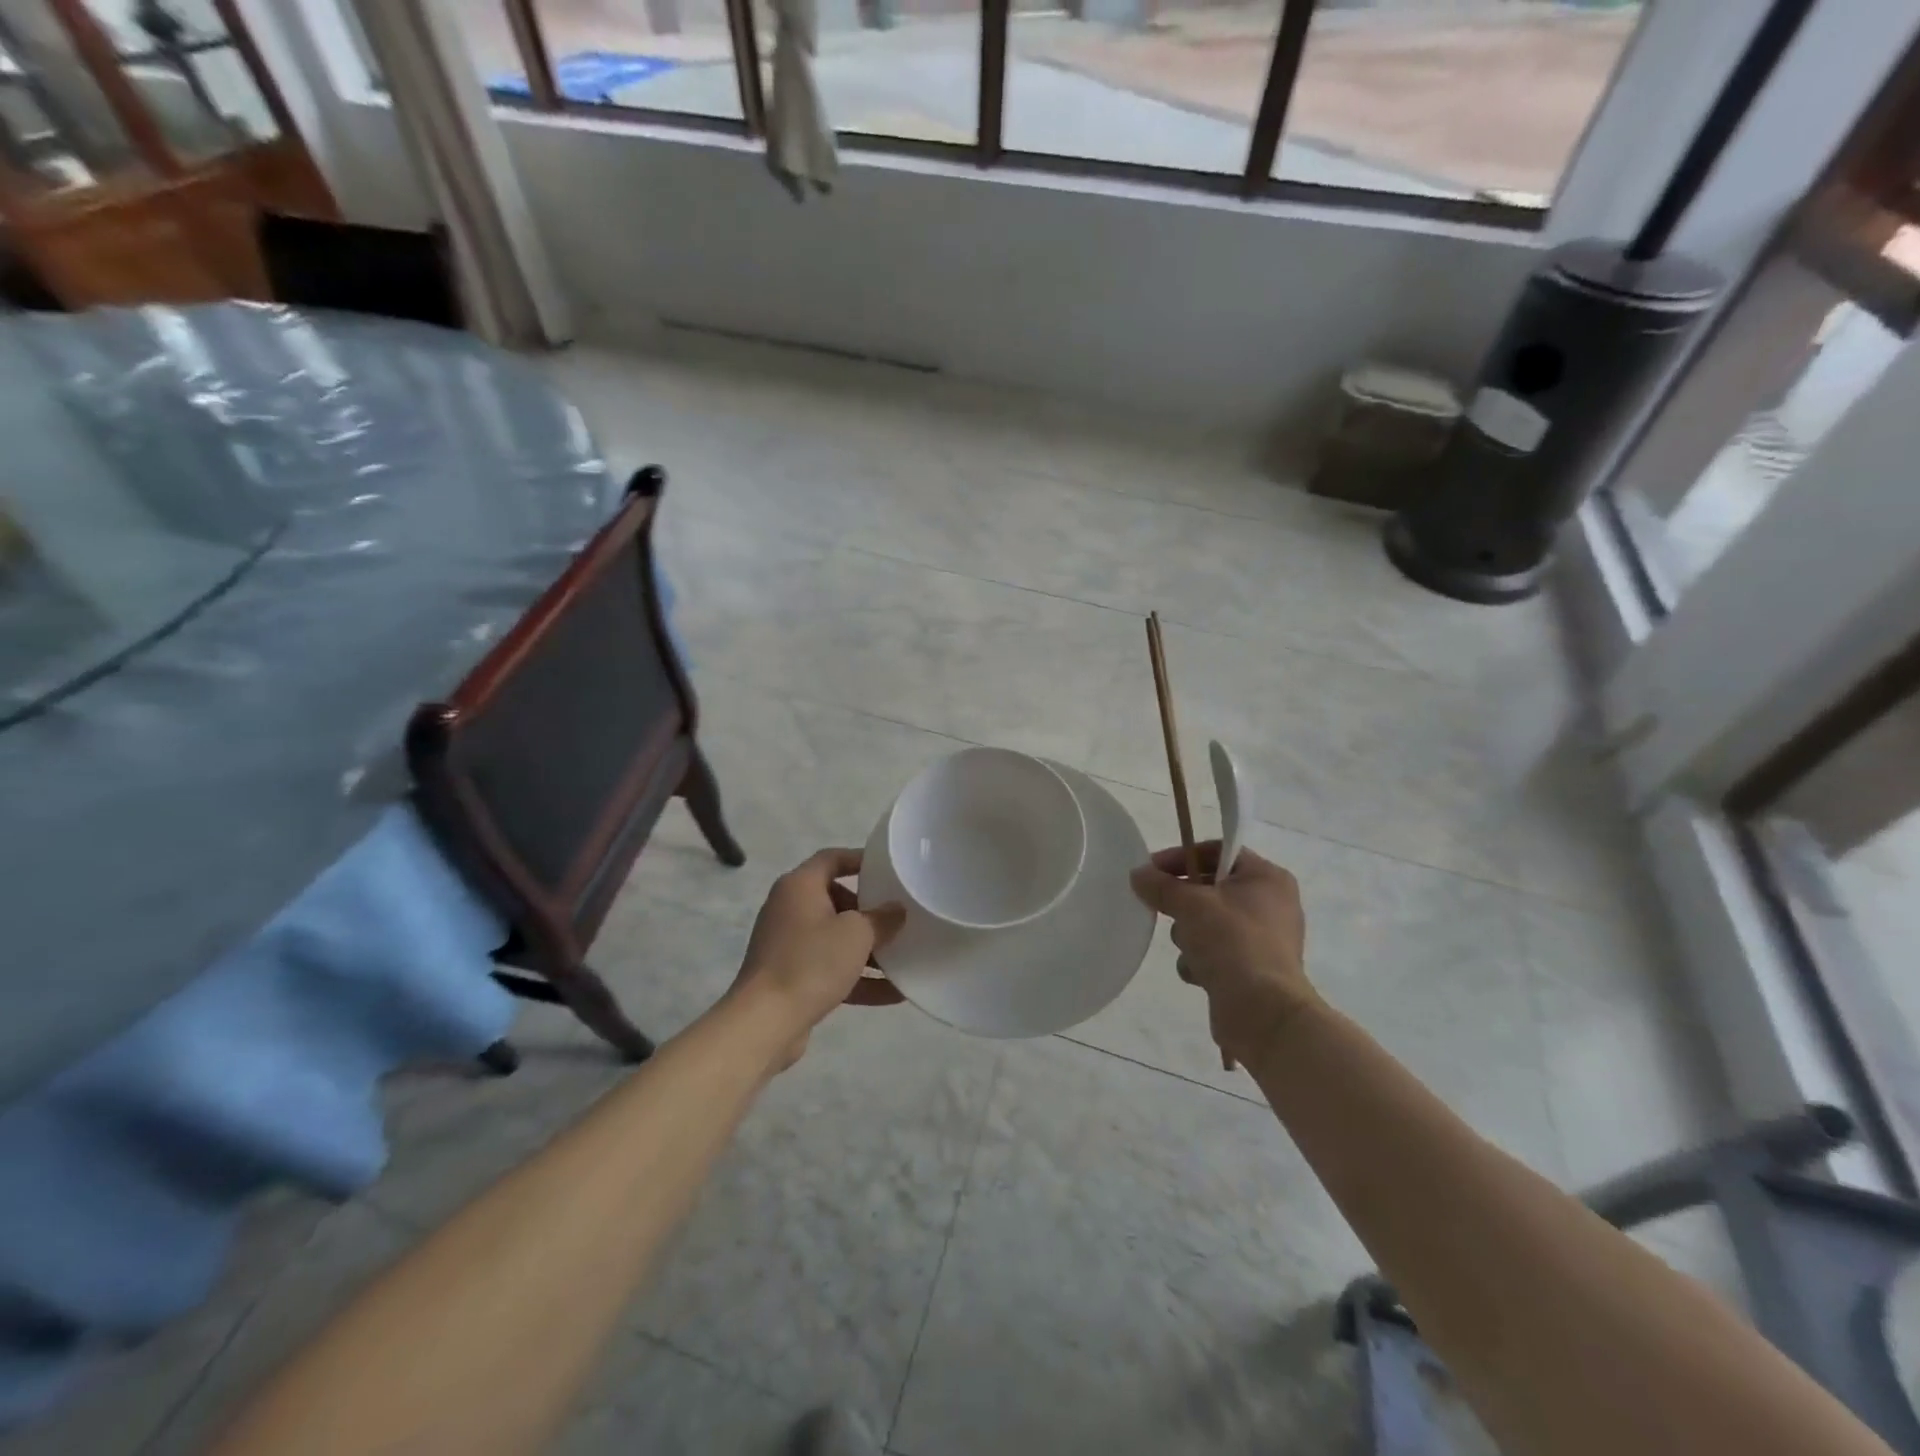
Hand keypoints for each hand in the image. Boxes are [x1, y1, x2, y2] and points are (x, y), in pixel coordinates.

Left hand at [734, 848, 905, 1068]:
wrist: (764, 1022)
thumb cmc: (811, 962)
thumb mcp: (856, 933)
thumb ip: (881, 918)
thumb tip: (896, 910)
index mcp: (800, 886)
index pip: (832, 858)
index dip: (861, 859)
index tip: (891, 869)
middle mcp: (790, 908)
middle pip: (836, 898)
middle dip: (869, 910)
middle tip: (899, 917)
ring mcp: (788, 945)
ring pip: (835, 937)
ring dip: (868, 948)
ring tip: (904, 956)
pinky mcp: (791, 977)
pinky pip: (830, 968)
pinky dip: (857, 977)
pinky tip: (894, 993)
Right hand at [1129, 841, 1315, 1068]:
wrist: (1263, 1012)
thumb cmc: (1233, 943)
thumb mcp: (1190, 905)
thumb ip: (1160, 885)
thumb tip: (1138, 874)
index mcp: (1266, 878)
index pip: (1217, 851)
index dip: (1181, 857)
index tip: (1151, 870)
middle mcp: (1270, 904)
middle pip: (1210, 889)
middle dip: (1184, 904)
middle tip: (1163, 909)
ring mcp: (1262, 939)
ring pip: (1207, 922)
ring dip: (1190, 935)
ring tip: (1191, 950)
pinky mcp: (1251, 969)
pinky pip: (1214, 952)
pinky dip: (1201, 961)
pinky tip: (1199, 973)